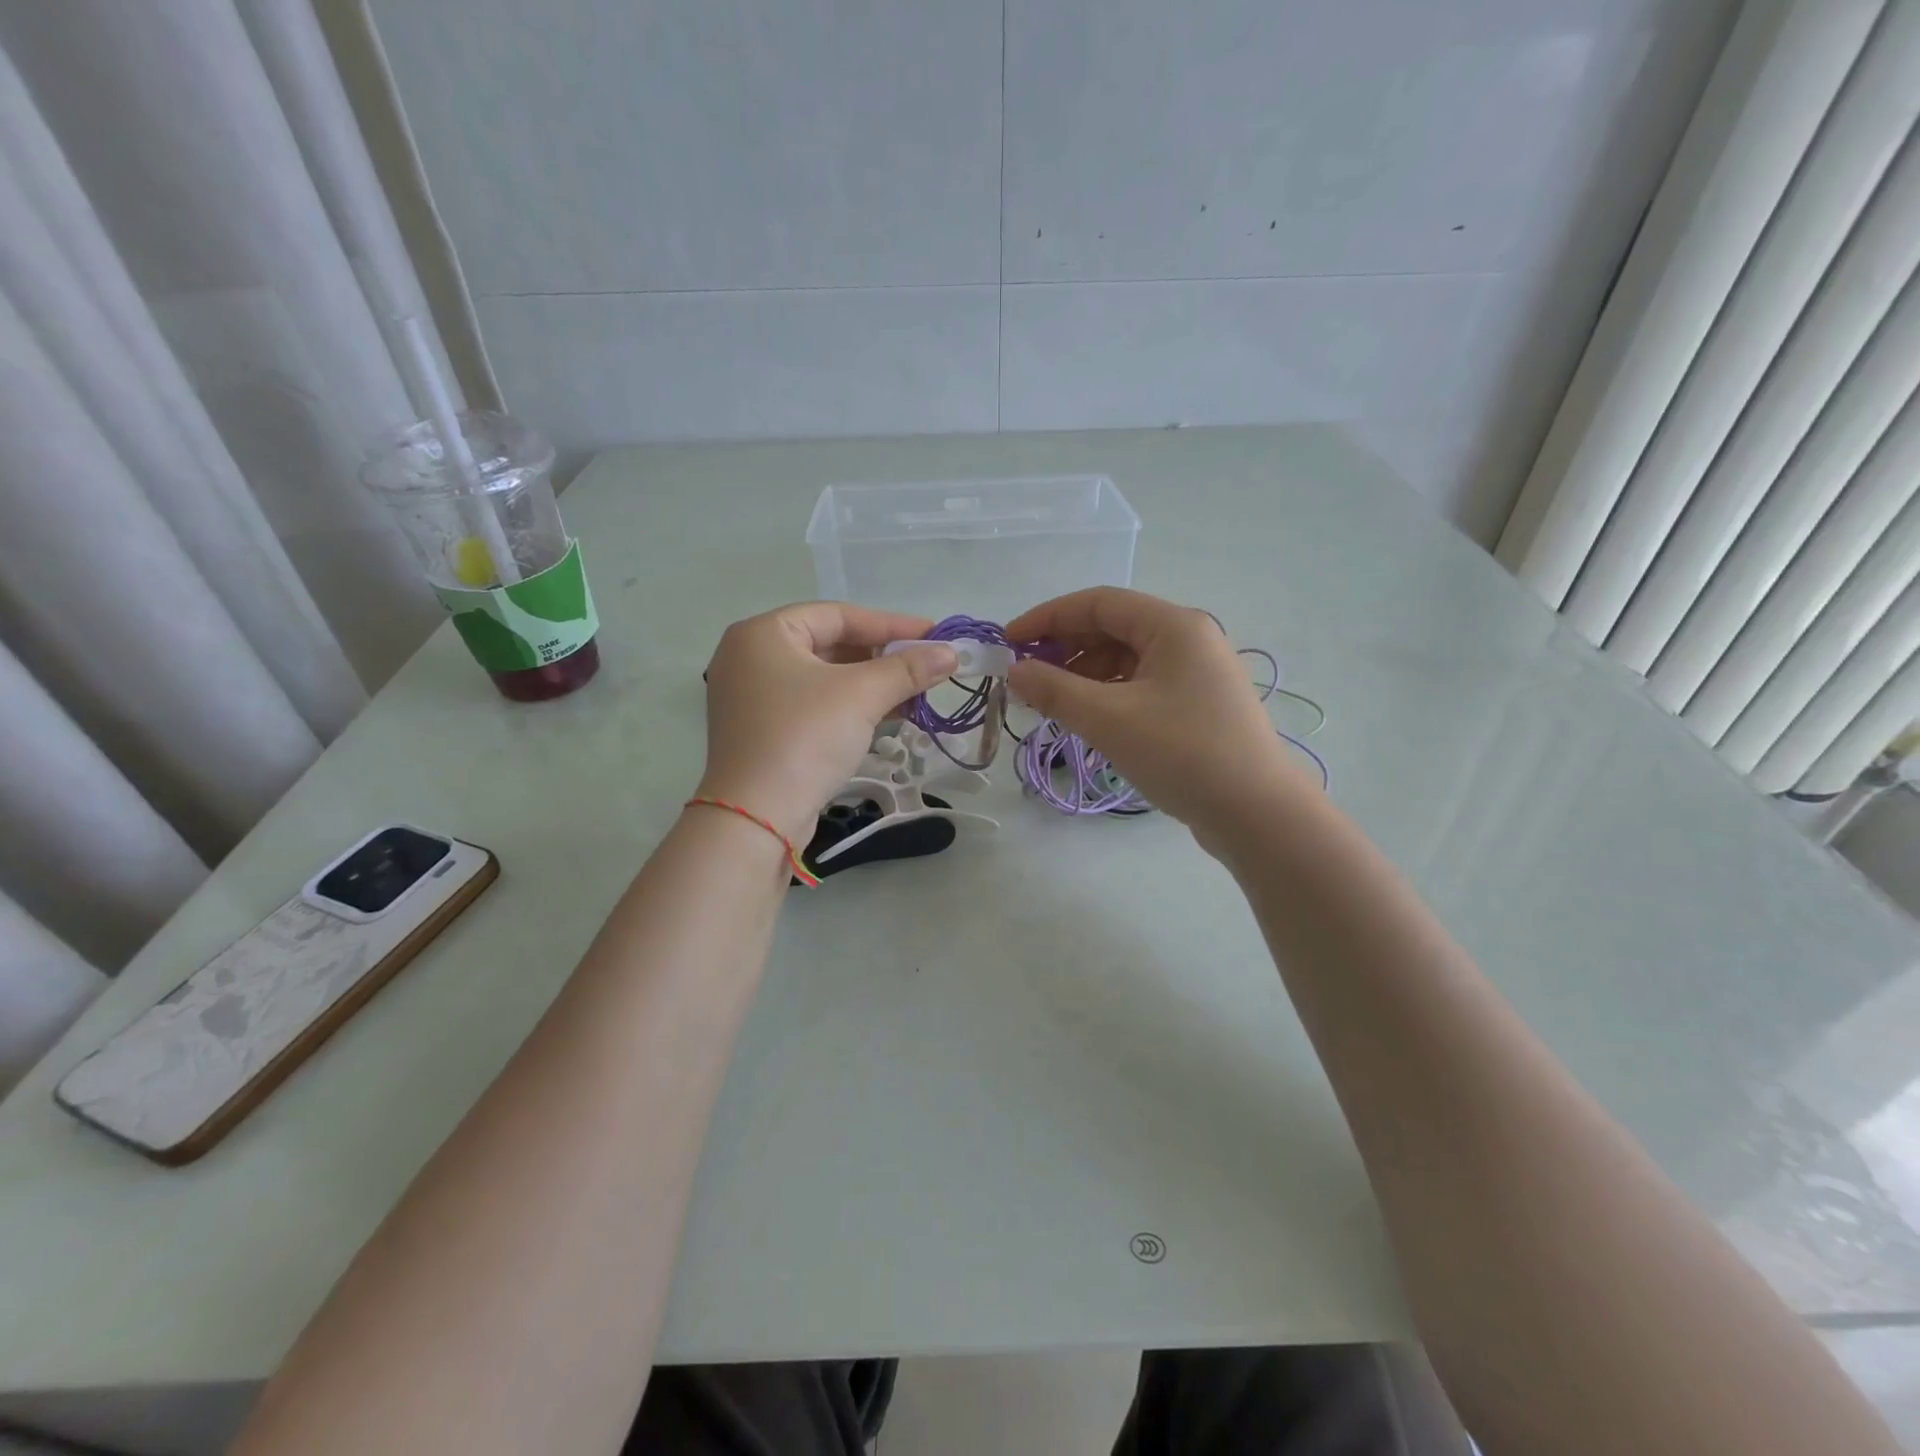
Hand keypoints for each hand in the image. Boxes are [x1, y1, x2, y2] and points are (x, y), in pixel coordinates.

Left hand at [696, 603, 957, 844]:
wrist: (757, 818)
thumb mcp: (861, 696)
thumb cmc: (804, 738)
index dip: (890, 624)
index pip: (837, 616)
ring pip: (825, 679)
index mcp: (763, 634)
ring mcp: (754, 698)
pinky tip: (889, 716)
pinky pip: (815, 706)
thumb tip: (952, 653)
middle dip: (882, 658)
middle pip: (830, 645)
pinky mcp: (765, 732)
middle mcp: (751, 658)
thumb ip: (908, 669)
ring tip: (916, 693)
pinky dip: (851, 707)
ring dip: (872, 685)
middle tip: (926, 666)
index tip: (933, 634)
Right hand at [1006, 588, 1301, 838]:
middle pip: (1113, 629)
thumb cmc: (1181, 753)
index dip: (1047, 618)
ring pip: (1126, 660)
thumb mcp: (1108, 718)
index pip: (1097, 603)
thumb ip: (1054, 690)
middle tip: (1027, 679)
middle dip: (1065, 649)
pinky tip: (1089, 719)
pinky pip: (1142, 685)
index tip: (1008, 643)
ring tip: (1053, 705)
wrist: (1256, 813)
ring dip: (1084, 675)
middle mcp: (1189, 638)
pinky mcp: (1198, 705)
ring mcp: (1197, 673)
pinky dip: (1109, 695)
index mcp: (1172, 625)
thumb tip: (1015, 671)